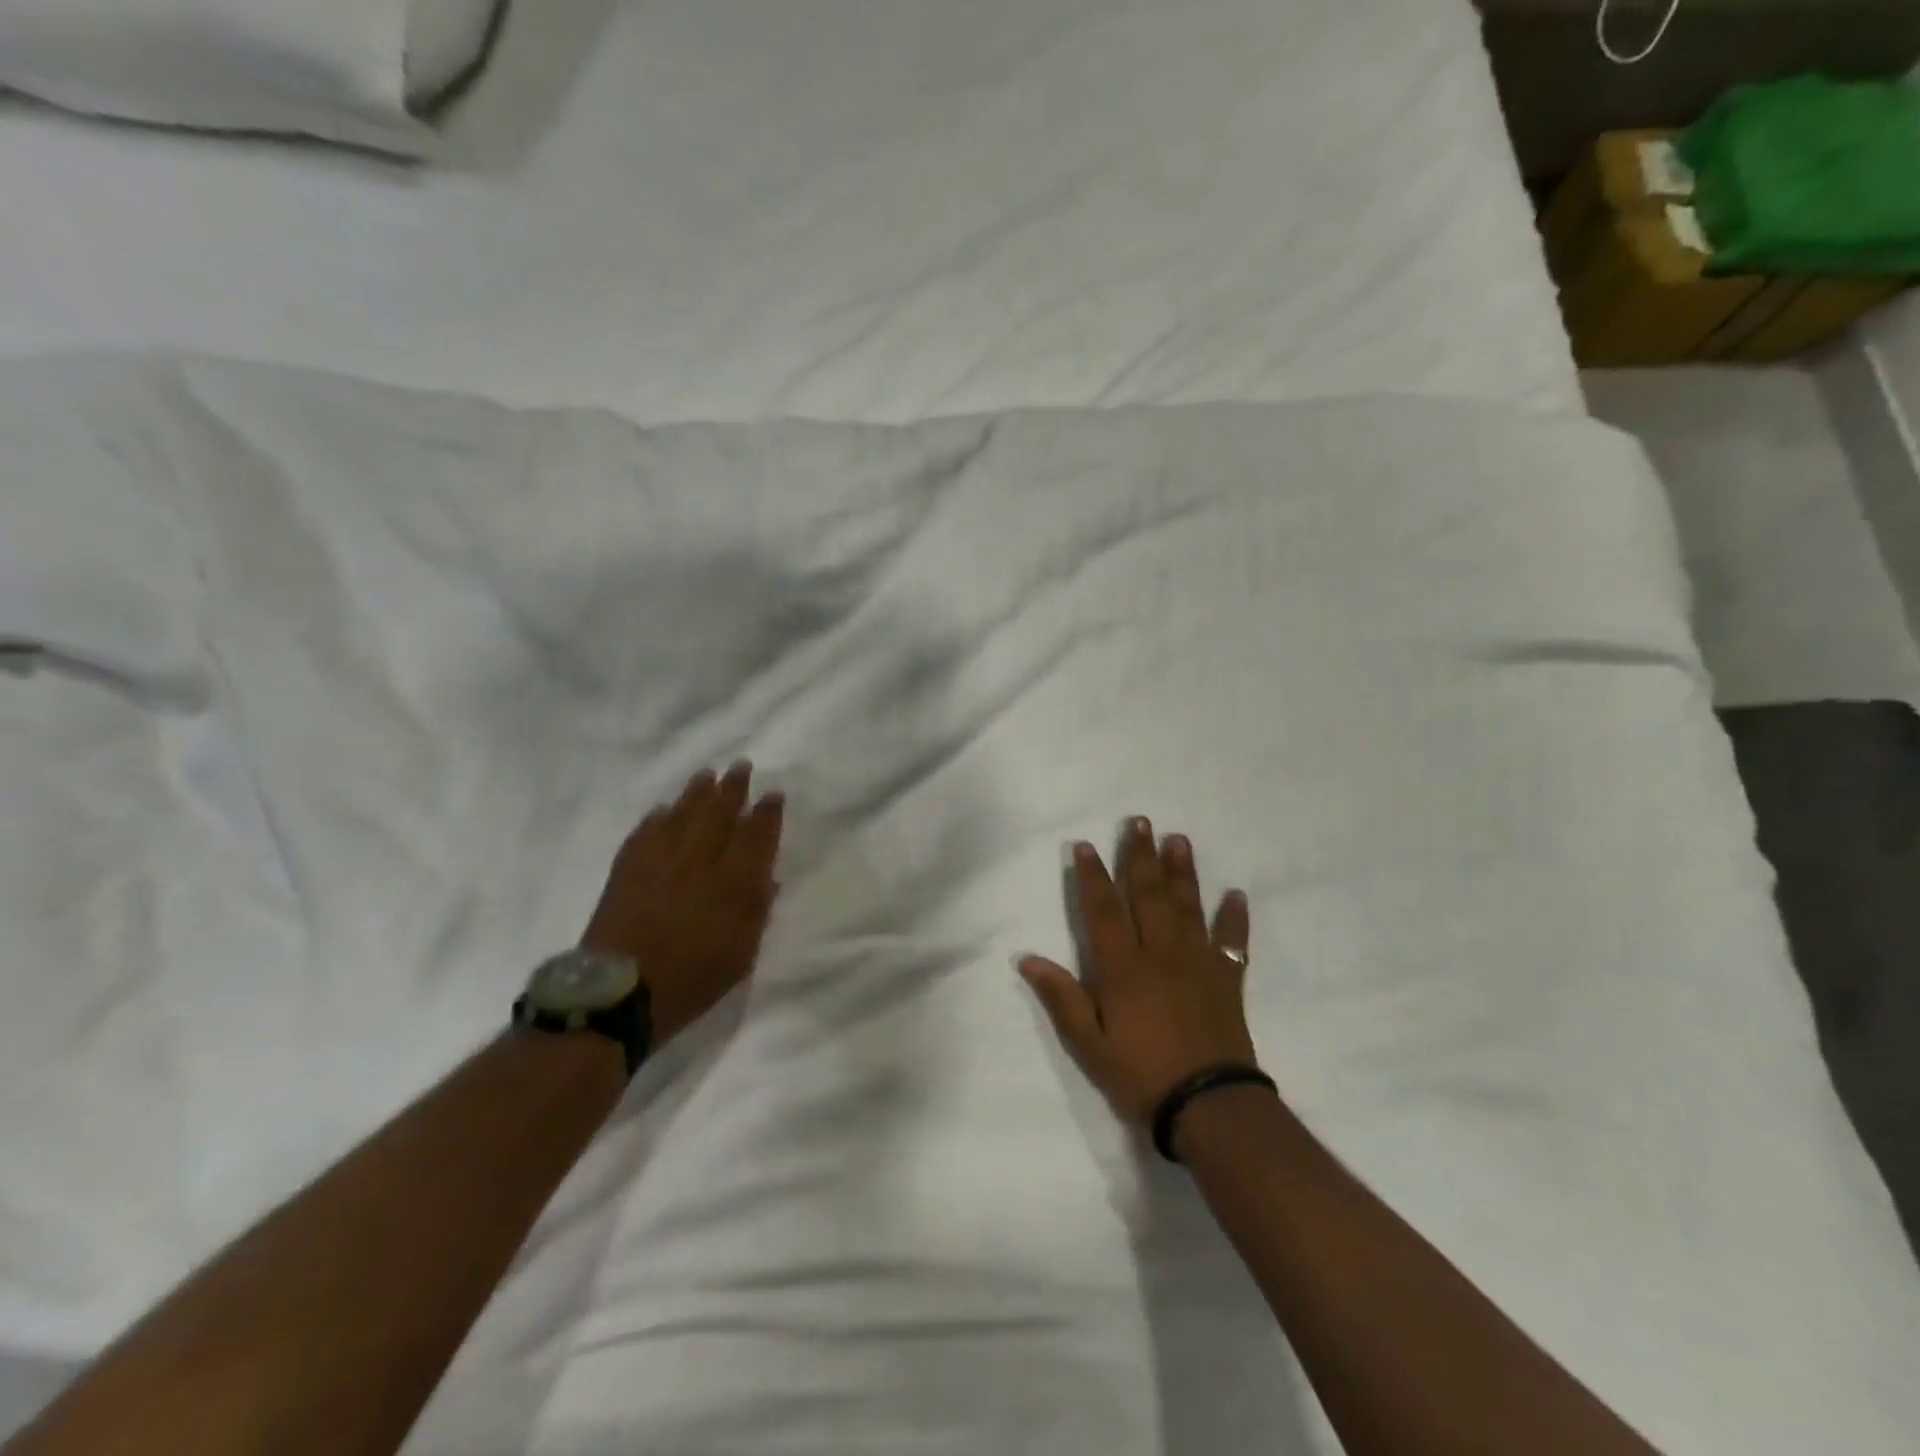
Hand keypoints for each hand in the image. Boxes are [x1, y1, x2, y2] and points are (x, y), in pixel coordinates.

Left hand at [581, 762, 784, 1044]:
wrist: (619, 995)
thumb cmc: (692, 980)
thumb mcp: (740, 955)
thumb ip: (756, 913)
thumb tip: (767, 879)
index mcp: (732, 884)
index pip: (755, 837)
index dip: (766, 814)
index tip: (773, 794)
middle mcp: (698, 863)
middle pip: (719, 815)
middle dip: (732, 789)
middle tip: (741, 766)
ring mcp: (660, 862)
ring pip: (682, 815)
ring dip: (697, 793)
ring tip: (707, 775)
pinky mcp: (627, 869)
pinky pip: (646, 833)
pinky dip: (657, 818)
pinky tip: (663, 810)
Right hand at [1019, 818, 1257, 1124]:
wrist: (1208, 1104)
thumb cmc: (1140, 1074)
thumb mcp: (1088, 1043)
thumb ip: (1061, 997)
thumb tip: (1028, 958)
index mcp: (1123, 967)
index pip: (1103, 910)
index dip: (1093, 876)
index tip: (1086, 845)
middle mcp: (1160, 953)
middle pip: (1148, 894)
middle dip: (1140, 856)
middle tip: (1140, 821)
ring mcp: (1197, 962)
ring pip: (1187, 906)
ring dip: (1182, 872)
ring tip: (1178, 840)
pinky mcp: (1227, 979)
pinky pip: (1232, 941)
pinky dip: (1234, 917)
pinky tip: (1236, 894)